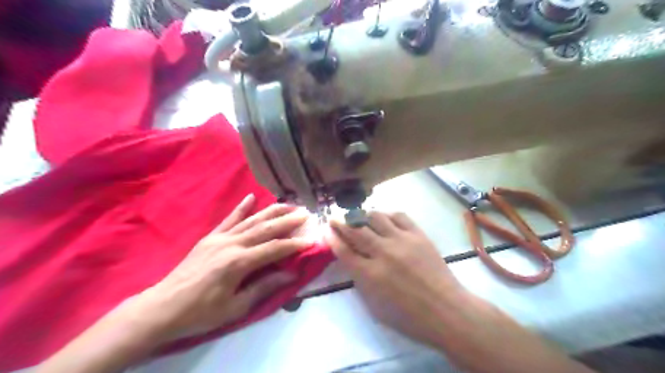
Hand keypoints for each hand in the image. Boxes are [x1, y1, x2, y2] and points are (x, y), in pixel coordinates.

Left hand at [132, 196, 314, 341]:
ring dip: (272, 211)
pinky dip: (241, 208)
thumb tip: (291, 273)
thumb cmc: (201, 313)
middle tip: (305, 214)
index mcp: (238, 262)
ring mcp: (219, 238)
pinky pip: (229, 219)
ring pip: (251, 220)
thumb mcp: (236, 307)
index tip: (311, 240)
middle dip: (287, 220)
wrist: (162, 308)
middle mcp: (231, 244)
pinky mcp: (210, 237)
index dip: (294, 244)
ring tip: (288, 204)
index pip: (274, 248)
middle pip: (265, 228)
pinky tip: (252, 196)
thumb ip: (264, 287)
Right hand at [325, 211, 462, 347]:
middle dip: (342, 222)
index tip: (327, 230)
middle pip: (356, 230)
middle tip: (336, 218)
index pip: (344, 251)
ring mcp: (402, 241)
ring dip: (363, 215)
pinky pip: (399, 216)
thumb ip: (360, 281)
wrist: (446, 311)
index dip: (332, 238)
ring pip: (376, 217)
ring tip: (359, 217)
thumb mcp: (375, 306)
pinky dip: (387, 215)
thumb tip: (352, 260)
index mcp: (370, 275)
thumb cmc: (409, 317)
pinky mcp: (418, 235)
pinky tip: (384, 218)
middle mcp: (383, 253)